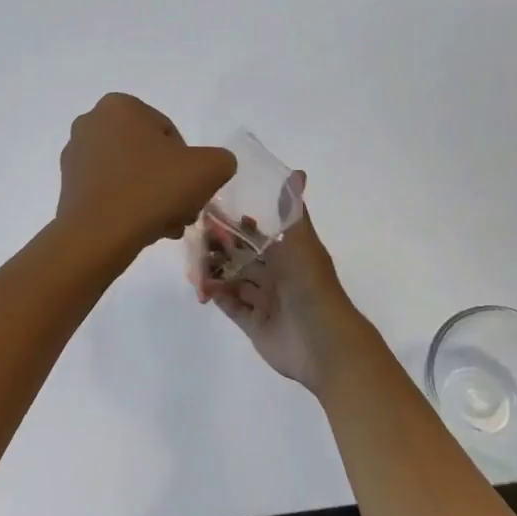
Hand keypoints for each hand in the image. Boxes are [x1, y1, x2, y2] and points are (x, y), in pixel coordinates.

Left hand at [57, 94, 237, 256]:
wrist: (99, 234)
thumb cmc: (153, 189)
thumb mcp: (209, 168)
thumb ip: (220, 159)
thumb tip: (210, 167)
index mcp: (120, 105)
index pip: (170, 134)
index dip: (188, 164)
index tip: (191, 189)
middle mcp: (91, 122)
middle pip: (148, 155)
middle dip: (169, 183)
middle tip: (182, 211)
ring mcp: (75, 154)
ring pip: (130, 175)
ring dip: (152, 197)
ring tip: (165, 226)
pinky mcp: (67, 185)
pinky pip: (109, 190)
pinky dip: (127, 206)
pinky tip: (141, 229)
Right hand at [195, 175, 372, 391]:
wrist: (324, 344)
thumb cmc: (311, 287)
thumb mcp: (301, 243)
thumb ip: (292, 211)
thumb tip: (298, 171)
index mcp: (288, 254)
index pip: (256, 234)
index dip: (236, 224)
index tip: (209, 212)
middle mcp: (276, 275)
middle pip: (241, 256)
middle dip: (218, 247)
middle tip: (194, 239)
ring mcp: (264, 300)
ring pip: (233, 280)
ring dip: (213, 271)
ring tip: (192, 265)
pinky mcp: (253, 324)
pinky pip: (230, 306)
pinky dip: (216, 295)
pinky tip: (201, 287)